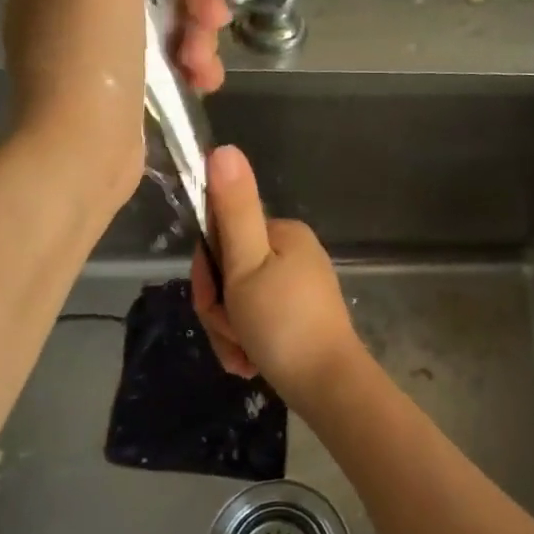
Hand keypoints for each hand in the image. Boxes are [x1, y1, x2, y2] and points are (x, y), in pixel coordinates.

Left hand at [3, 0, 231, 210]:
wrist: (79, 153)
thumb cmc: (87, 56)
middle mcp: (71, 6)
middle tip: (217, 17)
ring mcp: (95, 53)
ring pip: (163, 25)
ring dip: (196, 38)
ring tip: (207, 67)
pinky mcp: (117, 91)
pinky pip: (163, 63)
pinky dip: (187, 68)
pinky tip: (205, 84)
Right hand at [192, 146, 364, 406]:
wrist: (328, 386)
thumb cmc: (283, 324)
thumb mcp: (247, 265)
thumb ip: (232, 209)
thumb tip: (223, 147)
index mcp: (283, 233)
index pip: (221, 236)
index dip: (205, 272)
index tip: (214, 298)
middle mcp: (293, 253)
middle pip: (229, 273)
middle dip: (220, 309)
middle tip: (233, 333)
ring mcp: (298, 287)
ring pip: (238, 302)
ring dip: (231, 332)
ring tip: (244, 355)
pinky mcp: (299, 317)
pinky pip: (257, 322)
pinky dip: (247, 344)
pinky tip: (251, 364)